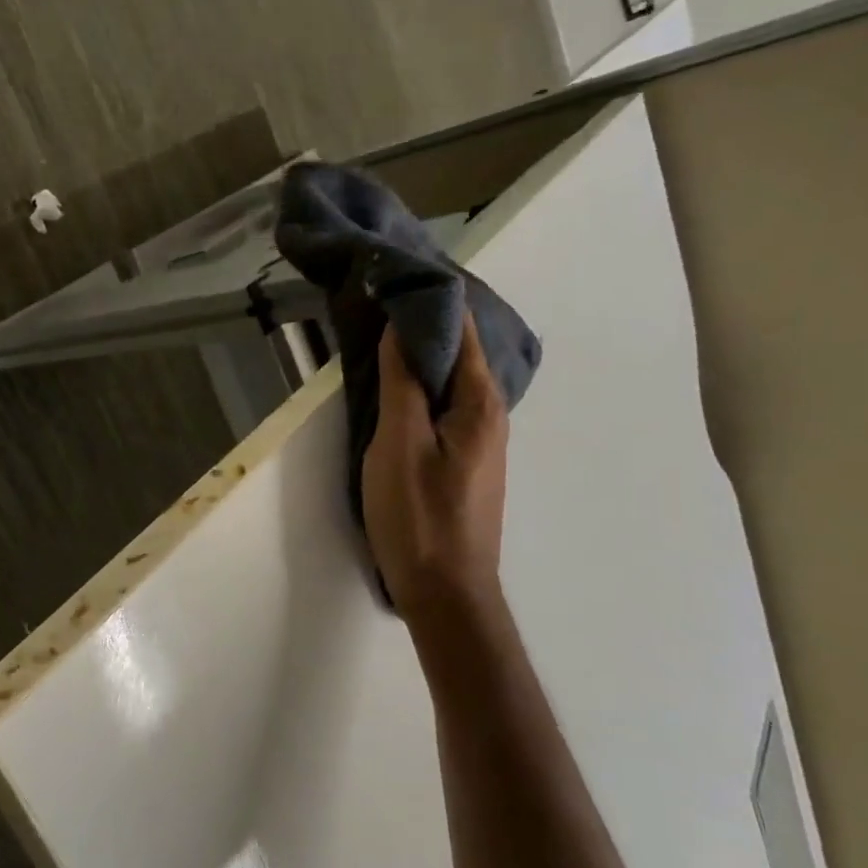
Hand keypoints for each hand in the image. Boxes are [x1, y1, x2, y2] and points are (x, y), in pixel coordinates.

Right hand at [361, 315, 508, 625]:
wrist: (445, 592)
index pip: (462, 328)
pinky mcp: (464, 459)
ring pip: (451, 378)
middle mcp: (490, 413)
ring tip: (380, 330)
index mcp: (479, 402)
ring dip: (420, 352)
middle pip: (460, 351)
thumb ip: (403, 382)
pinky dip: (422, 382)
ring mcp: (480, 439)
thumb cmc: (419, 515)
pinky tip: (396, 383)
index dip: (430, 298)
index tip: (392, 275)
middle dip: (422, 321)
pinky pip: (445, 403)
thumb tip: (402, 326)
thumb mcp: (399, 442)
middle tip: (378, 298)